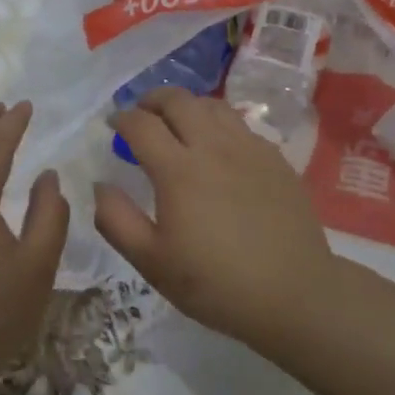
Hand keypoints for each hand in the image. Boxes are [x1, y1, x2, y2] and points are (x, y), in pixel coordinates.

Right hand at [94, 87, 336, 343]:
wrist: (293, 295)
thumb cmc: (215, 283)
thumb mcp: (152, 262)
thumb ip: (116, 220)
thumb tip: (100, 185)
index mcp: (178, 170)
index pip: (141, 124)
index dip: (122, 119)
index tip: (113, 125)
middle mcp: (213, 147)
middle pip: (178, 101)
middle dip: (152, 100)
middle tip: (142, 114)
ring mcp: (249, 149)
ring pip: (212, 105)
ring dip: (187, 106)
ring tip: (178, 123)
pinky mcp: (275, 158)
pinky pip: (240, 124)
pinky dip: (218, 123)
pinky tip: (217, 147)